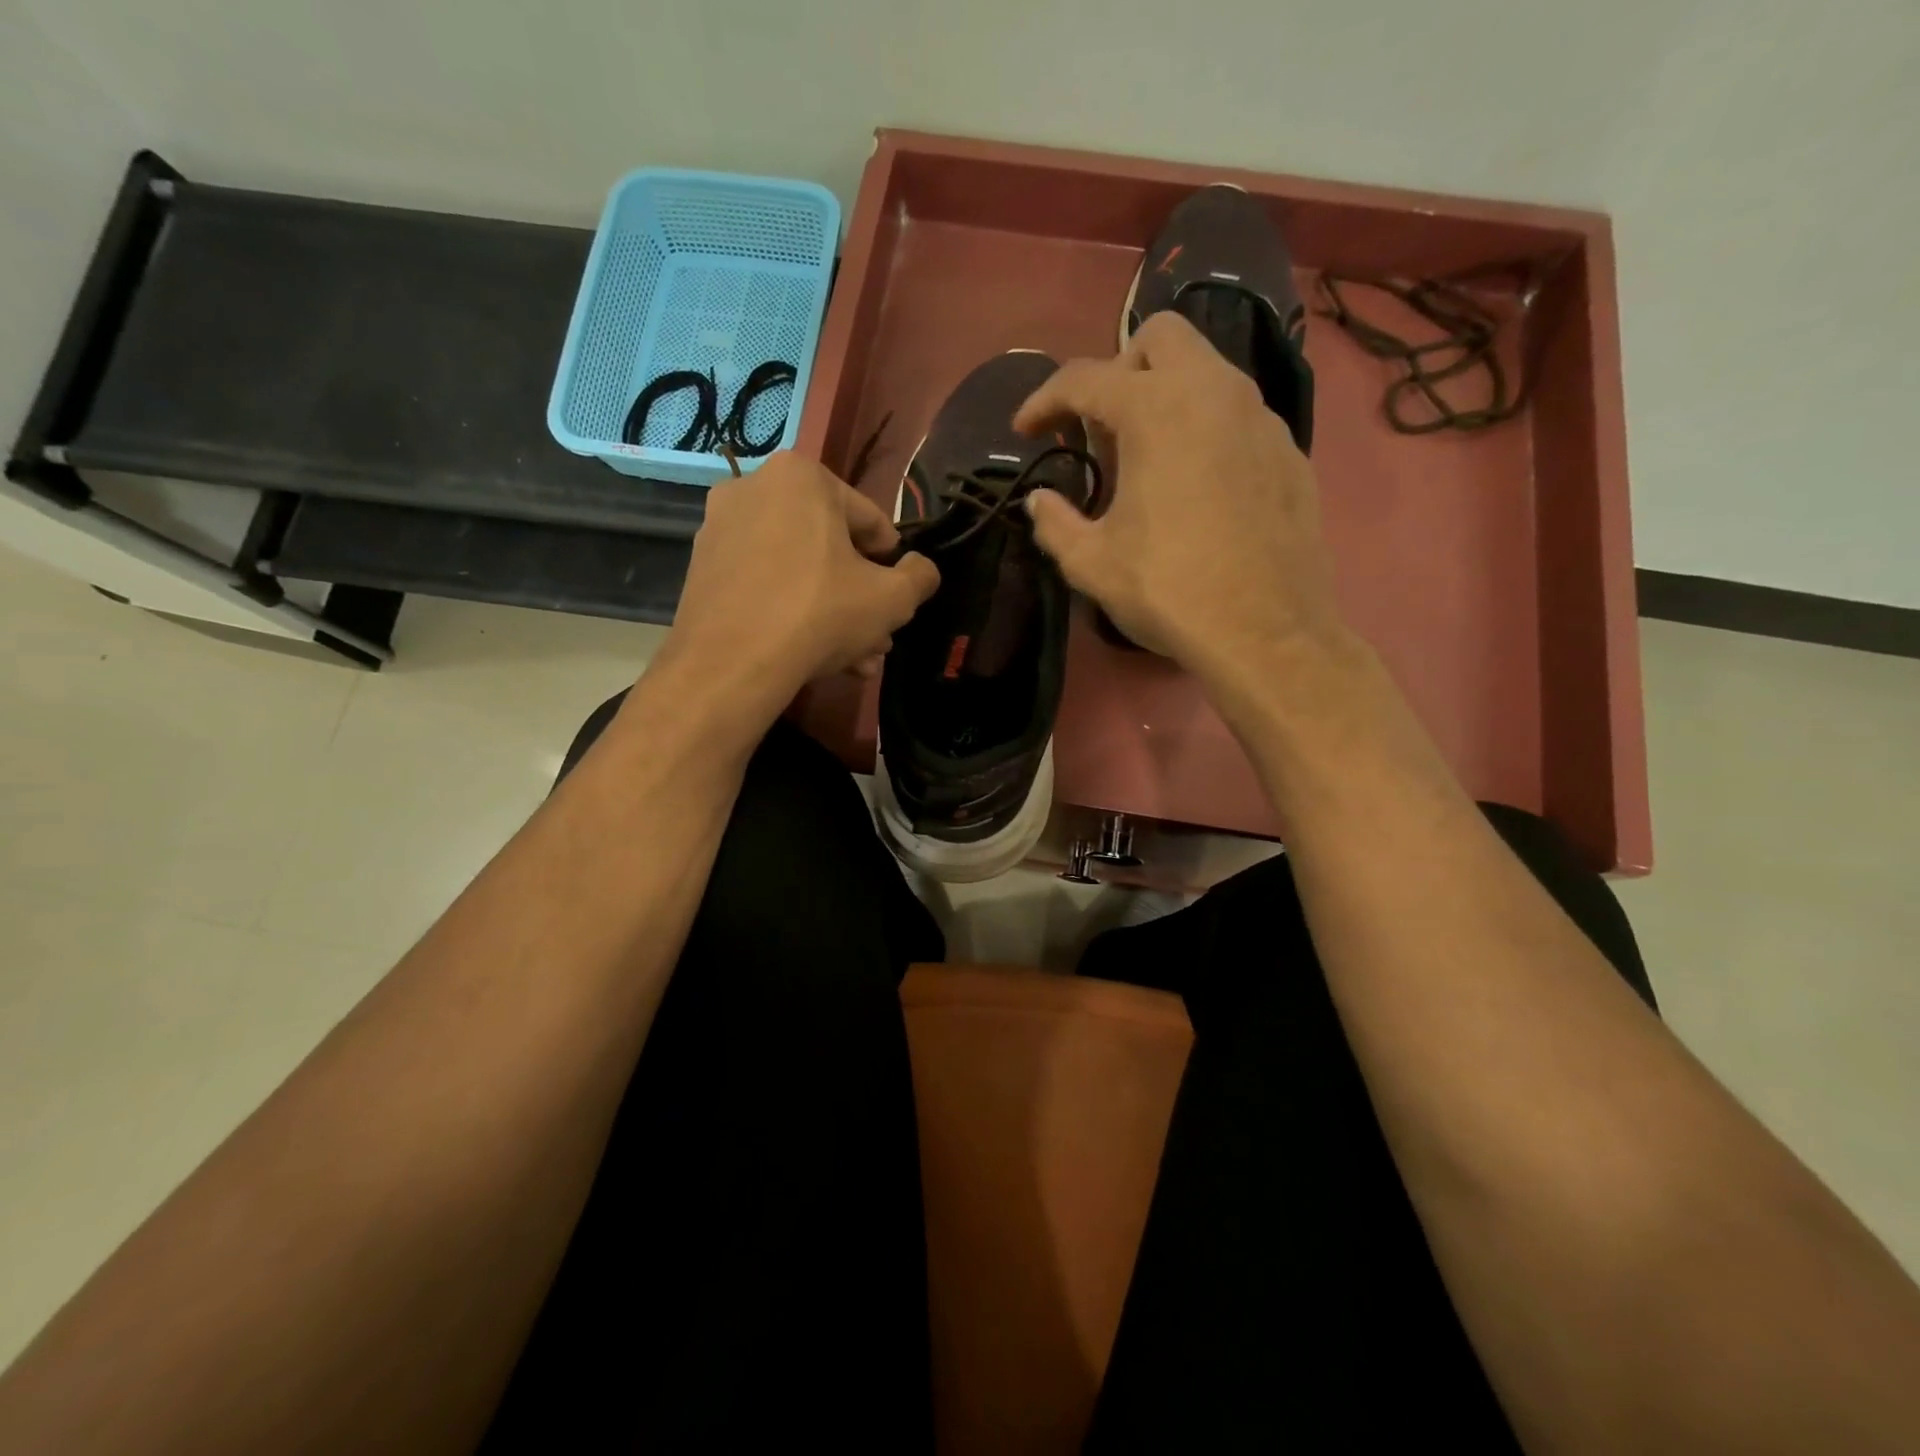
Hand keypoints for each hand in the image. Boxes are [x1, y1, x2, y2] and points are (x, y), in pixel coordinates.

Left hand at [659, 452, 938, 722]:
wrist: (731, 663)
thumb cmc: (820, 613)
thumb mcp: (893, 598)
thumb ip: (919, 577)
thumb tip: (921, 569)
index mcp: (802, 476)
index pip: (869, 520)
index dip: (890, 564)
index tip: (896, 597)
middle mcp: (753, 489)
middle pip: (829, 549)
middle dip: (858, 597)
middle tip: (877, 637)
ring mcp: (720, 529)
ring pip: (798, 572)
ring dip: (831, 613)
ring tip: (854, 658)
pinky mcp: (702, 569)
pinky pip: (764, 585)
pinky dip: (791, 613)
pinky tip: (813, 655)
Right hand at [1013, 311, 1349, 692]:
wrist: (1266, 633)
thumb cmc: (1169, 591)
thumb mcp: (1091, 563)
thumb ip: (1054, 523)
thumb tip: (1040, 502)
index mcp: (1156, 410)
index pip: (1085, 378)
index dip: (1044, 400)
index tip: (1025, 430)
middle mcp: (1214, 392)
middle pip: (1160, 338)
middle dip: (1118, 369)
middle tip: (1099, 427)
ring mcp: (1261, 418)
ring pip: (1207, 371)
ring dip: (1166, 396)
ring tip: (1146, 459)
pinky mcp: (1289, 451)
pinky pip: (1238, 415)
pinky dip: (1205, 429)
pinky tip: (1196, 486)